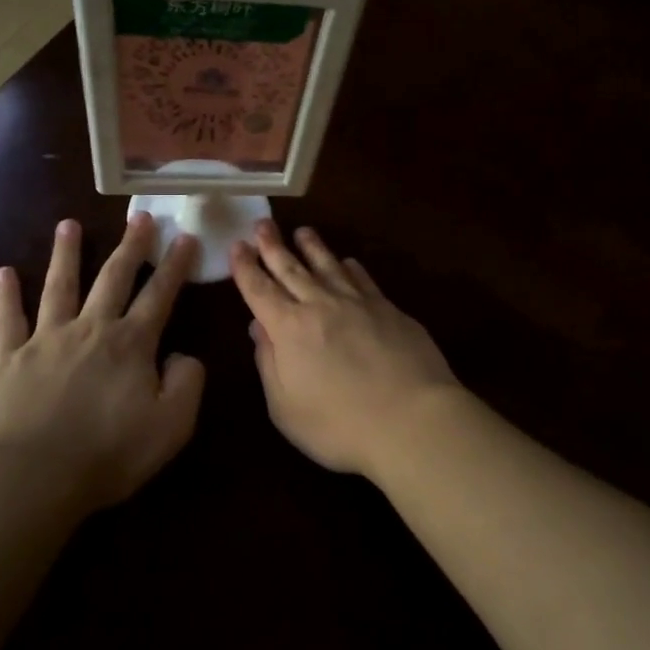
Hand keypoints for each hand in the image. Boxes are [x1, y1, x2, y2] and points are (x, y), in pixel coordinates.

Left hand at [0, 214, 204, 518]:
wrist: (32, 477)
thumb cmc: (109, 453)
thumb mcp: (172, 425)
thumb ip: (187, 383)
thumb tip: (183, 355)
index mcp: (131, 344)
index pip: (159, 295)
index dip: (175, 265)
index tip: (185, 236)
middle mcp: (90, 329)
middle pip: (113, 278)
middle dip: (130, 246)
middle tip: (140, 217)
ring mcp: (46, 339)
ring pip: (59, 286)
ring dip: (66, 253)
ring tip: (68, 224)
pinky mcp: (7, 358)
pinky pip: (7, 319)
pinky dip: (6, 295)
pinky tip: (4, 272)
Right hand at [232, 220, 462, 477]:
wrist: (412, 420)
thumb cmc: (339, 425)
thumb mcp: (286, 407)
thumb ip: (269, 363)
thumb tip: (258, 328)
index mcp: (289, 328)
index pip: (259, 290)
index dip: (245, 267)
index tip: (237, 245)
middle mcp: (321, 305)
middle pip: (292, 269)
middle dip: (273, 246)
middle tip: (262, 223)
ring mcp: (359, 303)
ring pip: (329, 266)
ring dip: (312, 247)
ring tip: (302, 232)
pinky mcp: (389, 310)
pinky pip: (364, 279)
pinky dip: (351, 267)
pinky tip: (348, 262)